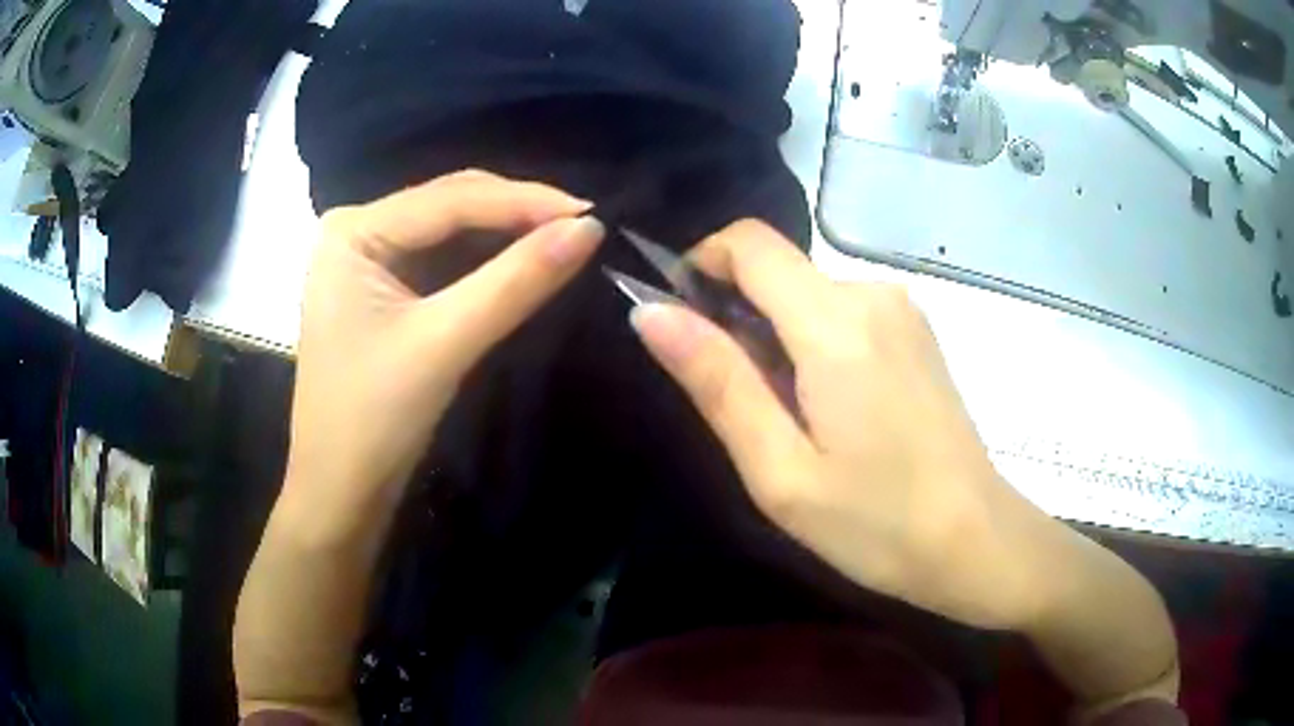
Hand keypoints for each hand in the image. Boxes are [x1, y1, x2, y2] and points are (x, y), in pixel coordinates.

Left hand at [283, 170, 603, 535]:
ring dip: (508, 233)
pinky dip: (488, 260)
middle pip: (450, 204)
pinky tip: (525, 259)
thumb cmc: (372, 419)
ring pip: (452, 230)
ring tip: (567, 237)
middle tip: (584, 226)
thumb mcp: (444, 344)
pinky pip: (445, 260)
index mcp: (354, 231)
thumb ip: (515, 282)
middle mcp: (358, 231)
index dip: (525, 201)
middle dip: (517, 212)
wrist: (340, 493)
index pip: (450, 199)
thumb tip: (590, 229)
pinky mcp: (385, 290)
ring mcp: (370, 260)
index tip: (593, 214)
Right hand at [630, 220, 1050, 629]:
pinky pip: (844, 314)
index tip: (684, 324)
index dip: (701, 264)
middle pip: (779, 271)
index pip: (749, 243)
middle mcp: (872, 295)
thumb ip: (717, 381)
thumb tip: (650, 312)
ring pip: (809, 295)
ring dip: (778, 339)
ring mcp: (903, 311)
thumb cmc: (876, 523)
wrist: (976, 540)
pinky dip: (816, 345)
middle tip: (742, 407)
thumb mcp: (780, 470)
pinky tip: (833, 414)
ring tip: (791, 423)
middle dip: (740, 317)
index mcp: (835, 324)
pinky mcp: (917, 332)